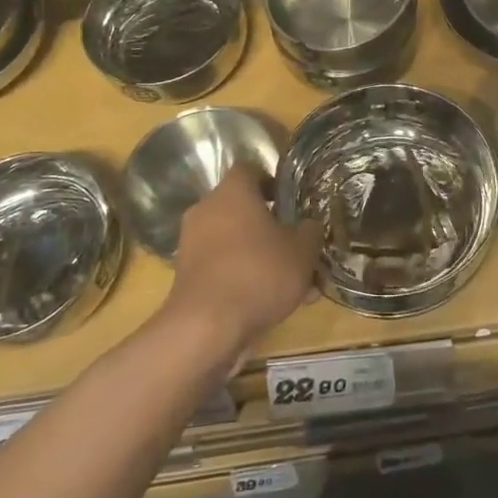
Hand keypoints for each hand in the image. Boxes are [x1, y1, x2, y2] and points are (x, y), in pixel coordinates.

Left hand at [166, 169, 320, 358]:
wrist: (206, 327)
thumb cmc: (258, 273)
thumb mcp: (303, 250)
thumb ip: (310, 231)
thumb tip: (309, 226)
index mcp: (232, 192)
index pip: (250, 170)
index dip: (273, 182)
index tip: (291, 201)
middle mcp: (207, 210)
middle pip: (244, 209)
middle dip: (272, 227)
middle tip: (298, 247)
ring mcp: (192, 244)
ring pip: (236, 242)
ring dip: (262, 257)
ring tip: (296, 286)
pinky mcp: (187, 276)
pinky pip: (224, 268)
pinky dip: (245, 279)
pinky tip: (273, 304)